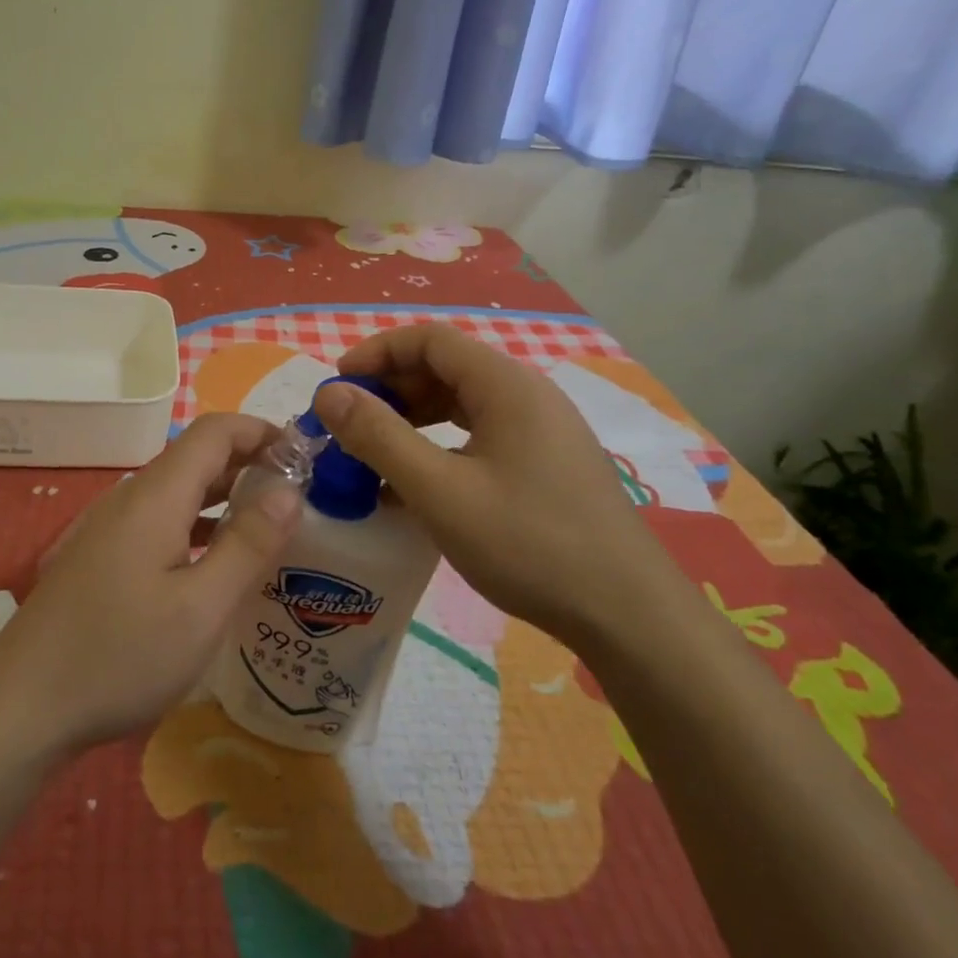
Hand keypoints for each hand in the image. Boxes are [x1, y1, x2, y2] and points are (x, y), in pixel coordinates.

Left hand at [0, 413, 302, 755]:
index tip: (306, 456)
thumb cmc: (119, 656)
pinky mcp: (100, 555)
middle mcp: (130, 497)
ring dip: (224, 496)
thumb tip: (290, 491)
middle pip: (196, 457)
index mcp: (156, 496)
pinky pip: (159, 520)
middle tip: (300, 495)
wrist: (22, 705)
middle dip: (250, 464)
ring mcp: (110, 526)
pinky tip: (215, 562)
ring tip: (269, 525)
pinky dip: (197, 524)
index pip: (215, 431)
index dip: (262, 431)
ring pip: (177, 491)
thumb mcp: (200, 609)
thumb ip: (248, 545)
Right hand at [312, 322, 686, 643]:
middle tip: (350, 426)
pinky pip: (481, 436)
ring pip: (463, 404)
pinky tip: (417, 485)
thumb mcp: (439, 491)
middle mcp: (527, 395)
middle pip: (446, 368)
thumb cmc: (529, 544)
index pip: (430, 340)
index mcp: (507, 385)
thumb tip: (328, 394)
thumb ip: (379, 437)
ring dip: (413, 419)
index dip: (377, 353)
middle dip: (391, 389)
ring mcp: (542, 431)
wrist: (629, 617)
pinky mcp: (547, 464)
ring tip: (375, 453)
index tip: (337, 386)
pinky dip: (440, 446)